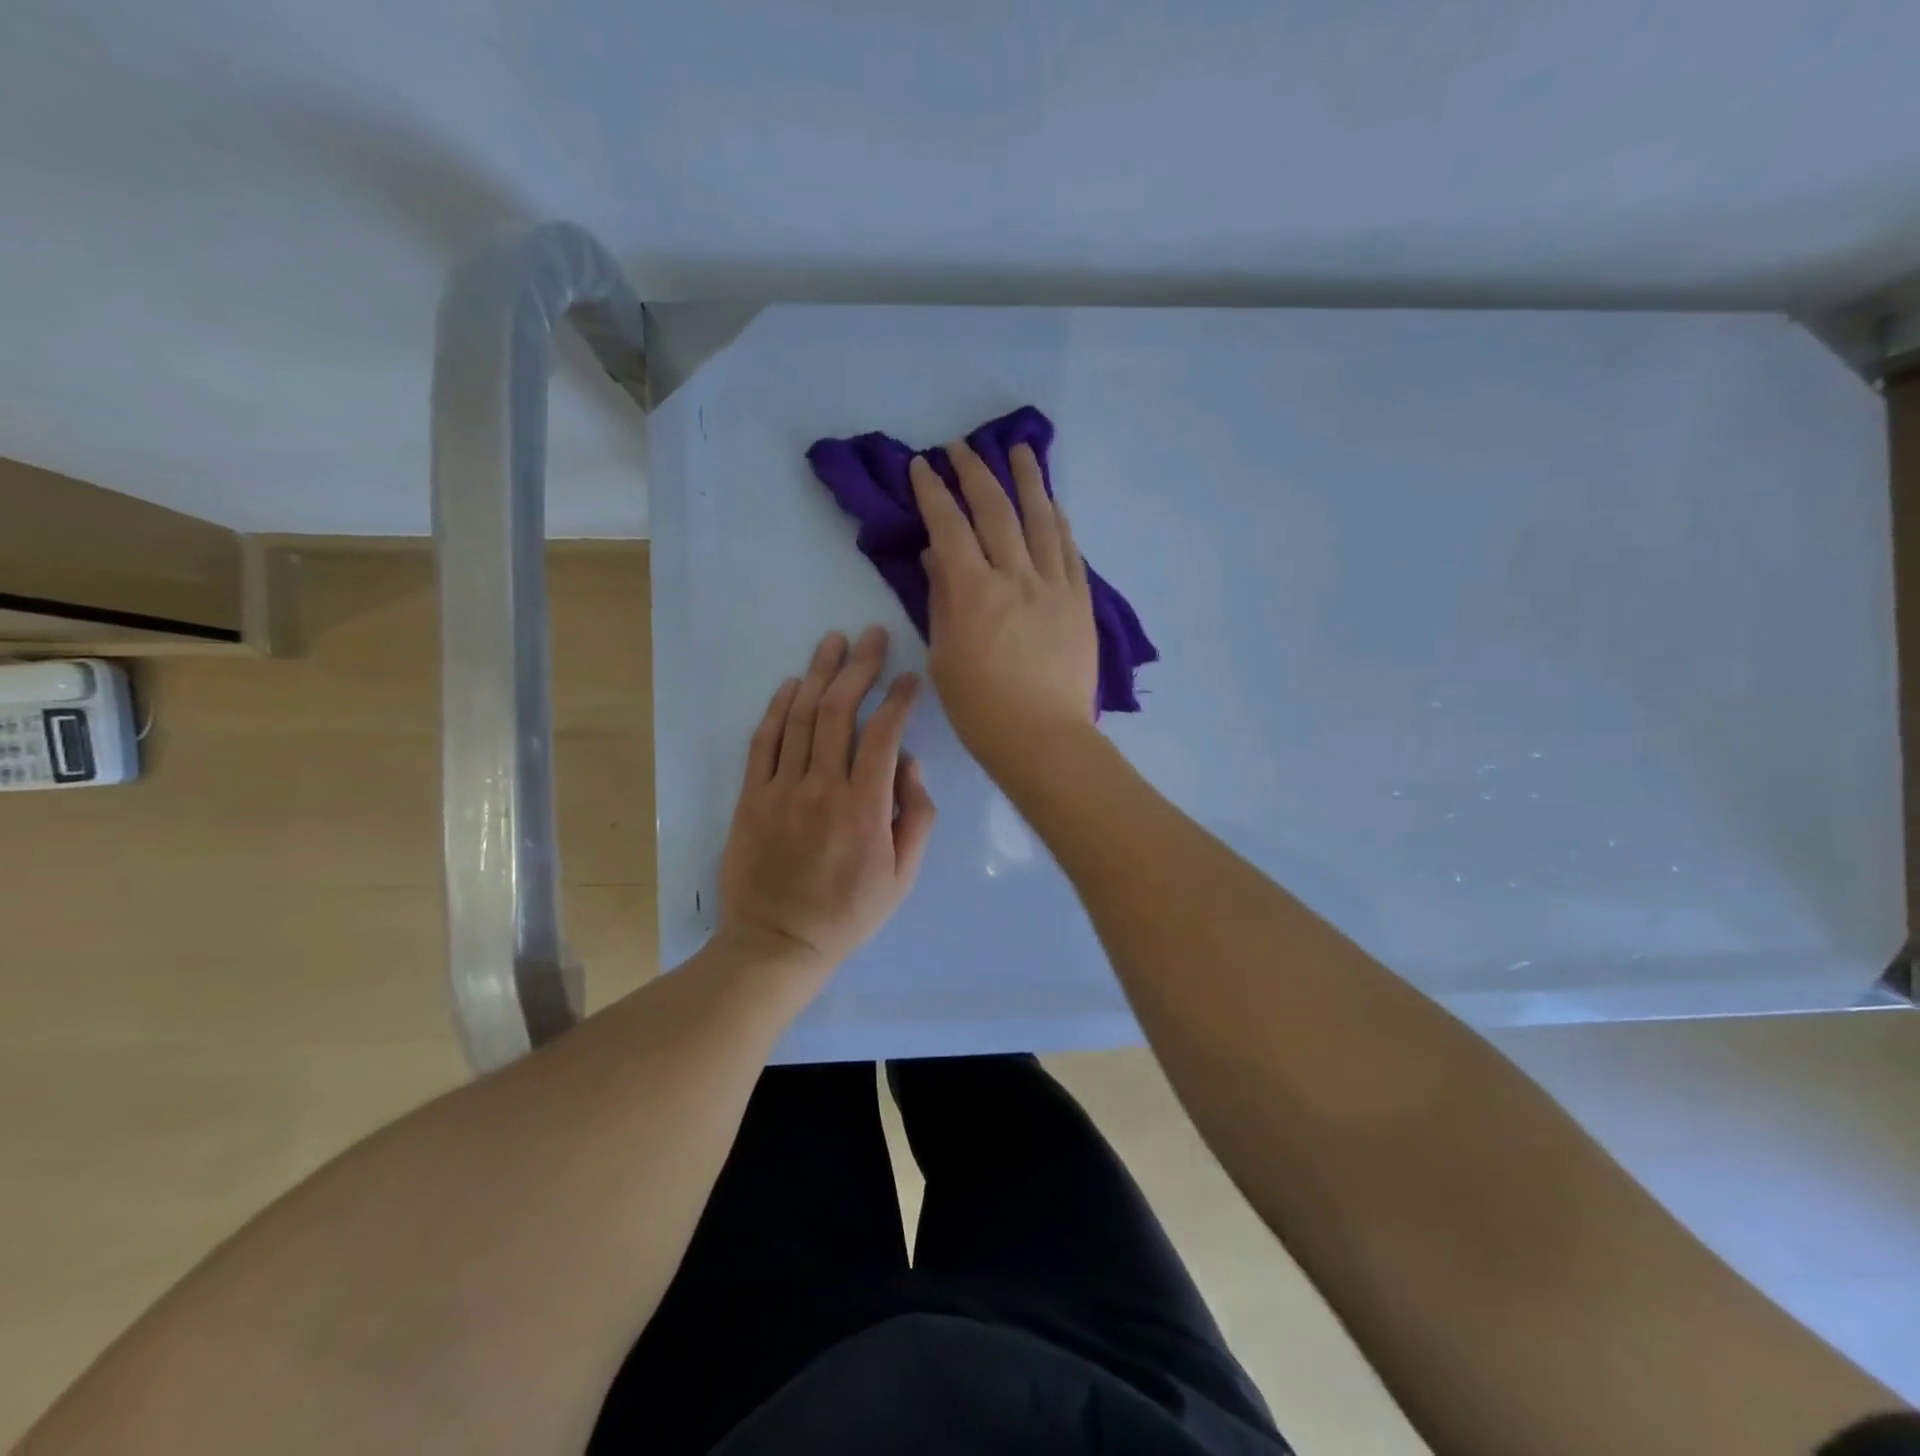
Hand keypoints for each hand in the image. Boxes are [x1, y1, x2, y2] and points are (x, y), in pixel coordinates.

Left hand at [717, 626, 936, 979]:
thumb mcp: (903, 876)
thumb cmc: (848, 913)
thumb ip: (916, 816)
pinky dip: (778, 707)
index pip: (884, 733)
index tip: (909, 677)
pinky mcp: (750, 797)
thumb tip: (909, 763)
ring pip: (799, 716)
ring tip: (834, 642)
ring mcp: (780, 789)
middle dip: (859, 667)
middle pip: (838, 711)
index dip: (898, 697)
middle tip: (872, 636)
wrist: (777, 943)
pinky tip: (793, 682)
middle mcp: (821, 787)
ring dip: (820, 673)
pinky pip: (764, 741)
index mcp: (865, 807)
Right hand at [910, 438, 1098, 777]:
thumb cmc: (981, 709)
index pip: (949, 526)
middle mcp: (1016, 577)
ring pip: (1041, 519)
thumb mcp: (944, 656)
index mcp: (974, 592)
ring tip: (1020, 450)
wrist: (1044, 739)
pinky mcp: (1080, 602)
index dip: (933, 492)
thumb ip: (941, 599)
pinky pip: (1070, 550)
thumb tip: (936, 555)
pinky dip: (1059, 521)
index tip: (922, 466)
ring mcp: (1054, 587)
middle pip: (995, 511)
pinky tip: (1053, 504)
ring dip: (1028, 480)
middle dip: (975, 473)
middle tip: (962, 448)